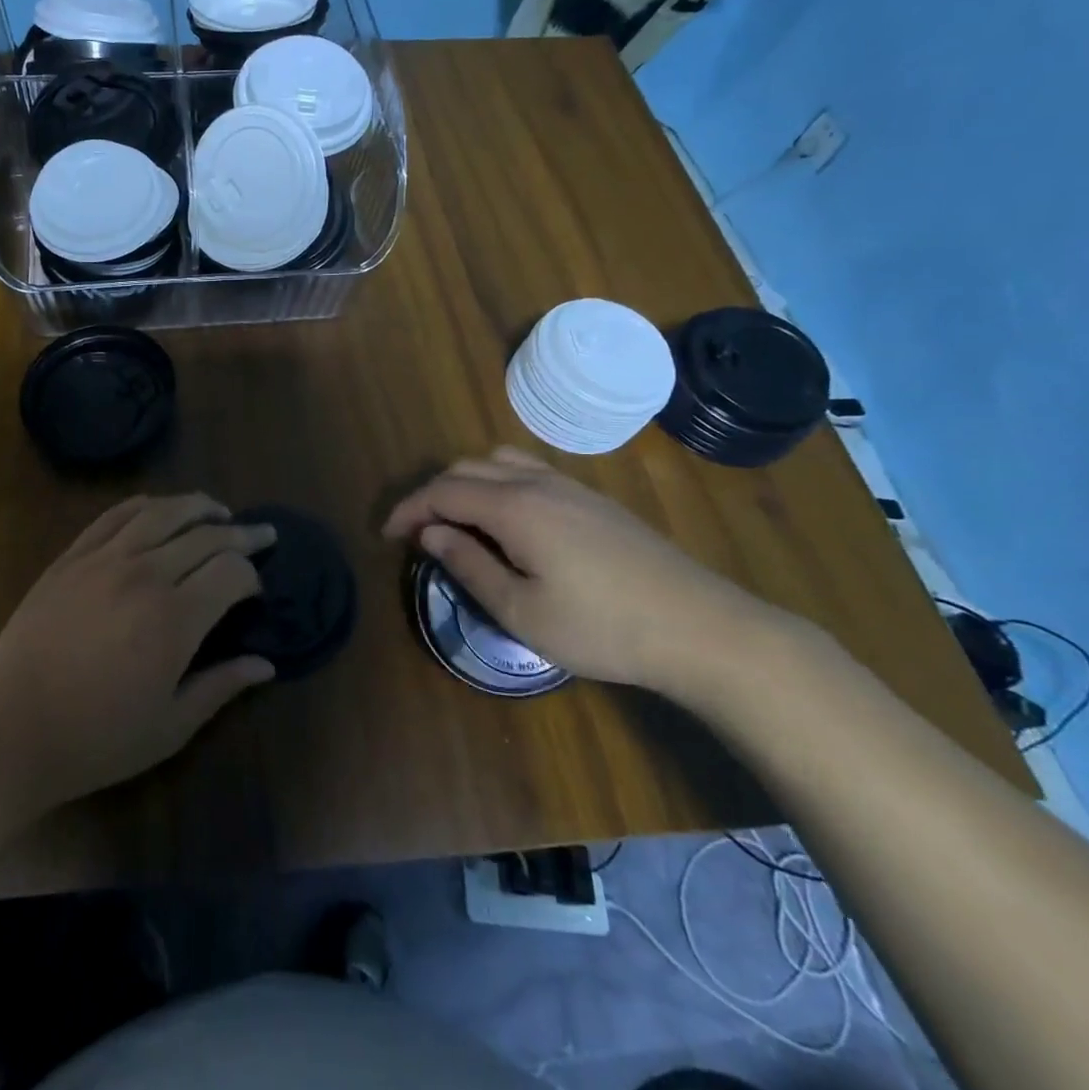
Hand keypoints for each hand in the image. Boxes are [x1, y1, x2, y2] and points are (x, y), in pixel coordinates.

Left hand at [0, 494, 276, 814]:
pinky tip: (160, 508)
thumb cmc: (96, 739)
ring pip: (163, 512)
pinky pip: (116, 515)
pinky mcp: (72, 556)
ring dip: (198, 506)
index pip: (231, 572)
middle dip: (241, 533)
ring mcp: (104, 559)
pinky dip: (146, 504)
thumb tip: (266, 665)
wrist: (10, 729)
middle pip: (205, 535)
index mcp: (175, 618)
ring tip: (219, 510)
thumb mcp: (170, 727)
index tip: (258, 589)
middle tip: (262, 534)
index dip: (253, 575)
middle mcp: (144, 574)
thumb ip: (221, 687)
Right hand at [383, 446, 783, 693]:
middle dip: (433, 495)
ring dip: (467, 483)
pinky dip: (499, 484)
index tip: (387, 535)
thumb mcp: (522, 610)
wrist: (701, 627)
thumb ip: (470, 565)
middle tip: (419, 534)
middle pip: (467, 468)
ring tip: (459, 522)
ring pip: (499, 462)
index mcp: (514, 506)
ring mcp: (571, 486)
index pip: (443, 491)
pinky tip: (508, 521)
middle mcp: (537, 482)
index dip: (409, 509)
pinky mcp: (594, 499)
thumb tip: (431, 534)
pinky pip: (529, 471)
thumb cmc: (602, 627)